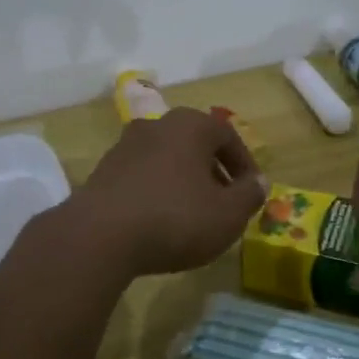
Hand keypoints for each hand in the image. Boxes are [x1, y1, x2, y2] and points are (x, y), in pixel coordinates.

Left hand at [61, 108, 267, 280]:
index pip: (228, 136)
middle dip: (214, 170)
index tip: (252, 192)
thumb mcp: (227, 215)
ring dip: (185, 180)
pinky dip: (158, 189)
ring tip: (194, 214)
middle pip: (196, 143)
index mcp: (191, 125)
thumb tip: (259, 182)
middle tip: (225, 202)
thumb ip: (249, 196)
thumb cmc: (175, 218)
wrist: (100, 235)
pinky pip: (143, 174)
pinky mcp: (104, 169)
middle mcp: (157, 124)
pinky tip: (160, 219)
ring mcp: (126, 144)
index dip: (245, 164)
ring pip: (168, 157)